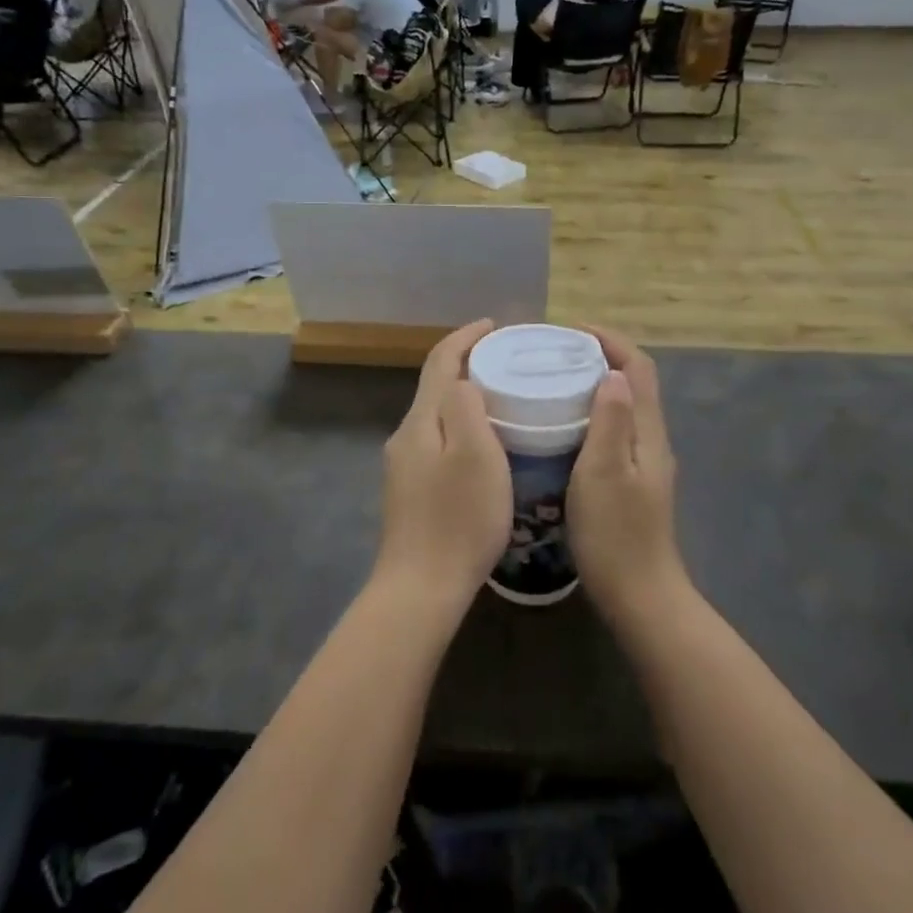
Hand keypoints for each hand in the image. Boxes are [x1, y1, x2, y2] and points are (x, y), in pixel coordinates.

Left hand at [374, 320, 511, 607]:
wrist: (421, 588)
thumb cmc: (458, 518)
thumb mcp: (475, 455)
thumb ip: (466, 407)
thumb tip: (463, 382)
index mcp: (421, 421)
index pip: (440, 363)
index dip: (465, 338)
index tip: (495, 325)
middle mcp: (406, 437)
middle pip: (436, 387)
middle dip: (467, 365)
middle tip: (508, 362)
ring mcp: (404, 466)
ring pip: (437, 417)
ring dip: (465, 398)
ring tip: (503, 398)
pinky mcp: (411, 491)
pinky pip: (438, 441)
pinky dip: (461, 427)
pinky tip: (484, 444)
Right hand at [568, 328, 686, 627]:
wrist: (640, 597)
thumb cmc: (615, 534)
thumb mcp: (604, 473)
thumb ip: (611, 421)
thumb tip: (614, 372)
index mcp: (647, 433)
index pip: (639, 368)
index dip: (611, 341)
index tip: (572, 330)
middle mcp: (651, 441)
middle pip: (634, 383)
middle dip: (601, 358)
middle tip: (556, 353)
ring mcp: (644, 464)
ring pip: (624, 408)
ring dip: (596, 385)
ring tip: (555, 381)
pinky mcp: (632, 483)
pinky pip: (614, 431)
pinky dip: (592, 414)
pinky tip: (562, 427)